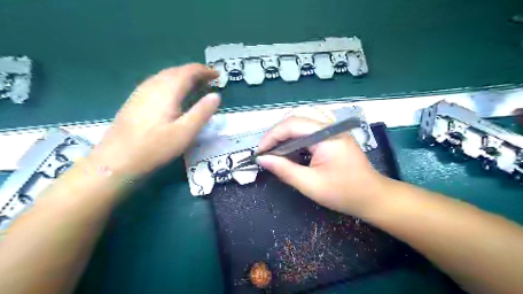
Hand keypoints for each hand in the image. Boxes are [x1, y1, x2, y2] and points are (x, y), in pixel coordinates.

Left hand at [90, 64, 219, 176]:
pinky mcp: (135, 100)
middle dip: (195, 73)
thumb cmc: (155, 147)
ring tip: (195, 86)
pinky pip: (158, 83)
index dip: (205, 71)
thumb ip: (202, 112)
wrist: (117, 160)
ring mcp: (141, 92)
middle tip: (210, 81)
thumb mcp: (185, 132)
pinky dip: (172, 83)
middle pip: (176, 71)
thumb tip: (216, 95)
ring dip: (183, 77)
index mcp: (167, 90)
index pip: (188, 71)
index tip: (218, 75)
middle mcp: (153, 85)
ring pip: (165, 76)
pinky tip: (174, 95)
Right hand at [257, 116, 387, 214]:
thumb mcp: (310, 184)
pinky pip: (310, 132)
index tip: (260, 152)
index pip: (292, 125)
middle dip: (277, 136)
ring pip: (302, 125)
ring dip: (285, 137)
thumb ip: (284, 169)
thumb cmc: (343, 193)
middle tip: (266, 153)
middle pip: (296, 122)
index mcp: (326, 135)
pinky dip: (296, 140)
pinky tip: (291, 153)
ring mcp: (334, 130)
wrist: (372, 197)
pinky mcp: (334, 136)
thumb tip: (262, 159)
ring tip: (275, 153)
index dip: (272, 136)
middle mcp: (330, 127)